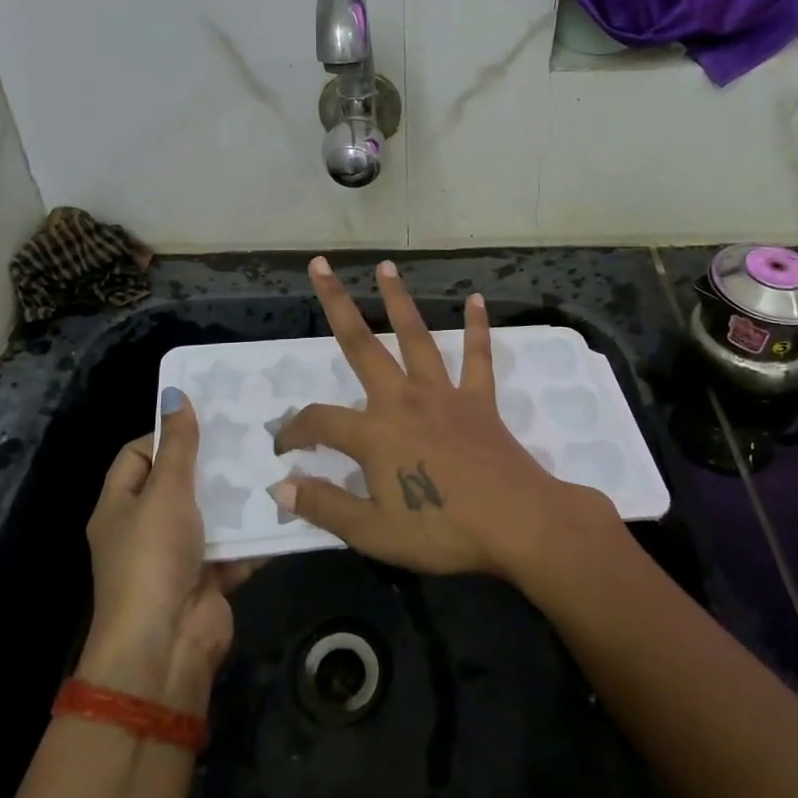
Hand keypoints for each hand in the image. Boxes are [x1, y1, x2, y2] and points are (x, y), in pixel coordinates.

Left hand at [81, 391, 254, 710]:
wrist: (165, 647)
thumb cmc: (153, 558)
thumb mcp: (165, 492)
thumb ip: (178, 445)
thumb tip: (175, 393)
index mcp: (119, 506)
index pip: (137, 455)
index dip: (166, 435)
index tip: (205, 420)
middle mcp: (145, 528)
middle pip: (179, 483)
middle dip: (212, 462)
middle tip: (251, 432)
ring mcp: (178, 556)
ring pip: (212, 513)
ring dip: (239, 495)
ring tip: (275, 459)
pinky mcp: (209, 578)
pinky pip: (235, 545)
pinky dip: (255, 531)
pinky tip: (285, 503)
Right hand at [270, 258, 605, 578]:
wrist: (517, 524)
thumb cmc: (442, 530)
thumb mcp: (372, 533)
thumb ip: (325, 506)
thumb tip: (281, 486)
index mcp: (374, 434)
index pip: (319, 422)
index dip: (294, 432)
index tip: (282, 447)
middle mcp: (403, 399)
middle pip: (362, 345)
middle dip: (337, 303)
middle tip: (321, 265)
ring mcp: (443, 394)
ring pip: (416, 336)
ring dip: (398, 299)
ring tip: (385, 265)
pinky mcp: (478, 399)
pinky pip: (477, 356)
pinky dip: (477, 327)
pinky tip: (476, 299)